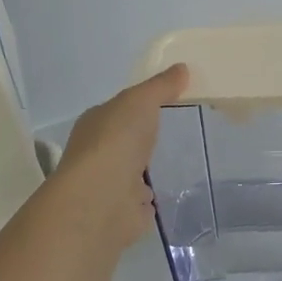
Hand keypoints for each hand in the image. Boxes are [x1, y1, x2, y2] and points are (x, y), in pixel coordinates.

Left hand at [58, 63, 188, 246]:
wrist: (100, 201)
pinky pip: (144, 201)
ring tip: (185, 161)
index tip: (172, 103)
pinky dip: (155, 197)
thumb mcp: (140, 101)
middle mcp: (99, 153)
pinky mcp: (125, 212)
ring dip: (152, 170)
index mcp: (96, 124)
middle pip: (128, 141)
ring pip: (136, 172)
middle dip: (148, 139)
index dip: (142, 105)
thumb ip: (161, 86)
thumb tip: (182, 68)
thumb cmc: (115, 141)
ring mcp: (111, 185)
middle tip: (184, 132)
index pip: (120, 111)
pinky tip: (175, 191)